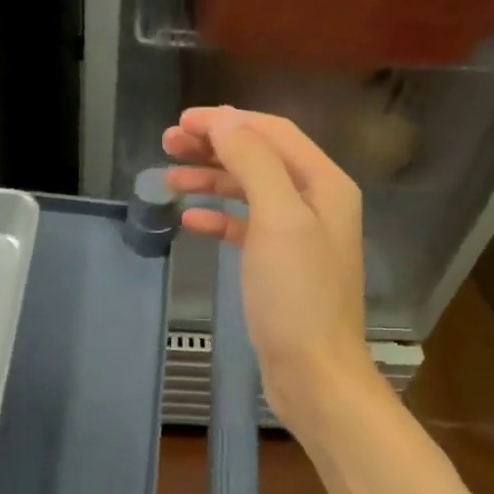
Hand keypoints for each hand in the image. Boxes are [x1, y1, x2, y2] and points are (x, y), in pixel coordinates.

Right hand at [163, 106, 380, 424]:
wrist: (314, 373)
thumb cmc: (297, 295)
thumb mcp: (278, 218)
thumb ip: (253, 162)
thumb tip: (224, 120)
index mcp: (324, 183)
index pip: (273, 132)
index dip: (228, 121)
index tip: (182, 122)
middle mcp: (316, 202)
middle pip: (260, 158)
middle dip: (215, 146)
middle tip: (168, 144)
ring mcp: (299, 235)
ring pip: (250, 191)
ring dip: (211, 180)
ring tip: (169, 178)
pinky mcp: (280, 265)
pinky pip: (246, 228)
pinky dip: (219, 218)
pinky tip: (191, 219)